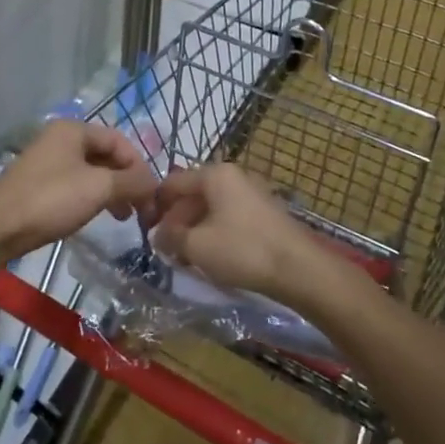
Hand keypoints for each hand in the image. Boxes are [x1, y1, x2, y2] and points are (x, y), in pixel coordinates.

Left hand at [0, 121, 156, 267]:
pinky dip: (92, 197)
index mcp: (73, 129)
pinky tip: (98, 216)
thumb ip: (132, 182)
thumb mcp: (98, 188)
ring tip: (124, 217)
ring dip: (112, 191)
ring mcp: (46, 161)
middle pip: (105, 155)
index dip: (139, 165)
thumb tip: (154, 185)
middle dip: (127, 180)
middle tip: (141, 208)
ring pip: (91, 171)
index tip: (152, 194)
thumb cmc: (50, 200)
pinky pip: (75, 184)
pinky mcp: (38, 184)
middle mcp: (59, 138)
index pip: (119, 140)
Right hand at [148, 163, 324, 304]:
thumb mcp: (196, 246)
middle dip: (176, 221)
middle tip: (167, 250)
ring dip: (194, 230)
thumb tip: (158, 235)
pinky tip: (212, 257)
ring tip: (187, 258)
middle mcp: (233, 176)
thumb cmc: (242, 250)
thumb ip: (171, 237)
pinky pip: (228, 217)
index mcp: (214, 174)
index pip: (172, 182)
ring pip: (211, 208)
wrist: (298, 269)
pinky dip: (215, 233)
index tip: (146, 231)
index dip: (155, 206)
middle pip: (192, 194)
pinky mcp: (264, 213)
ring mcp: (251, 193)